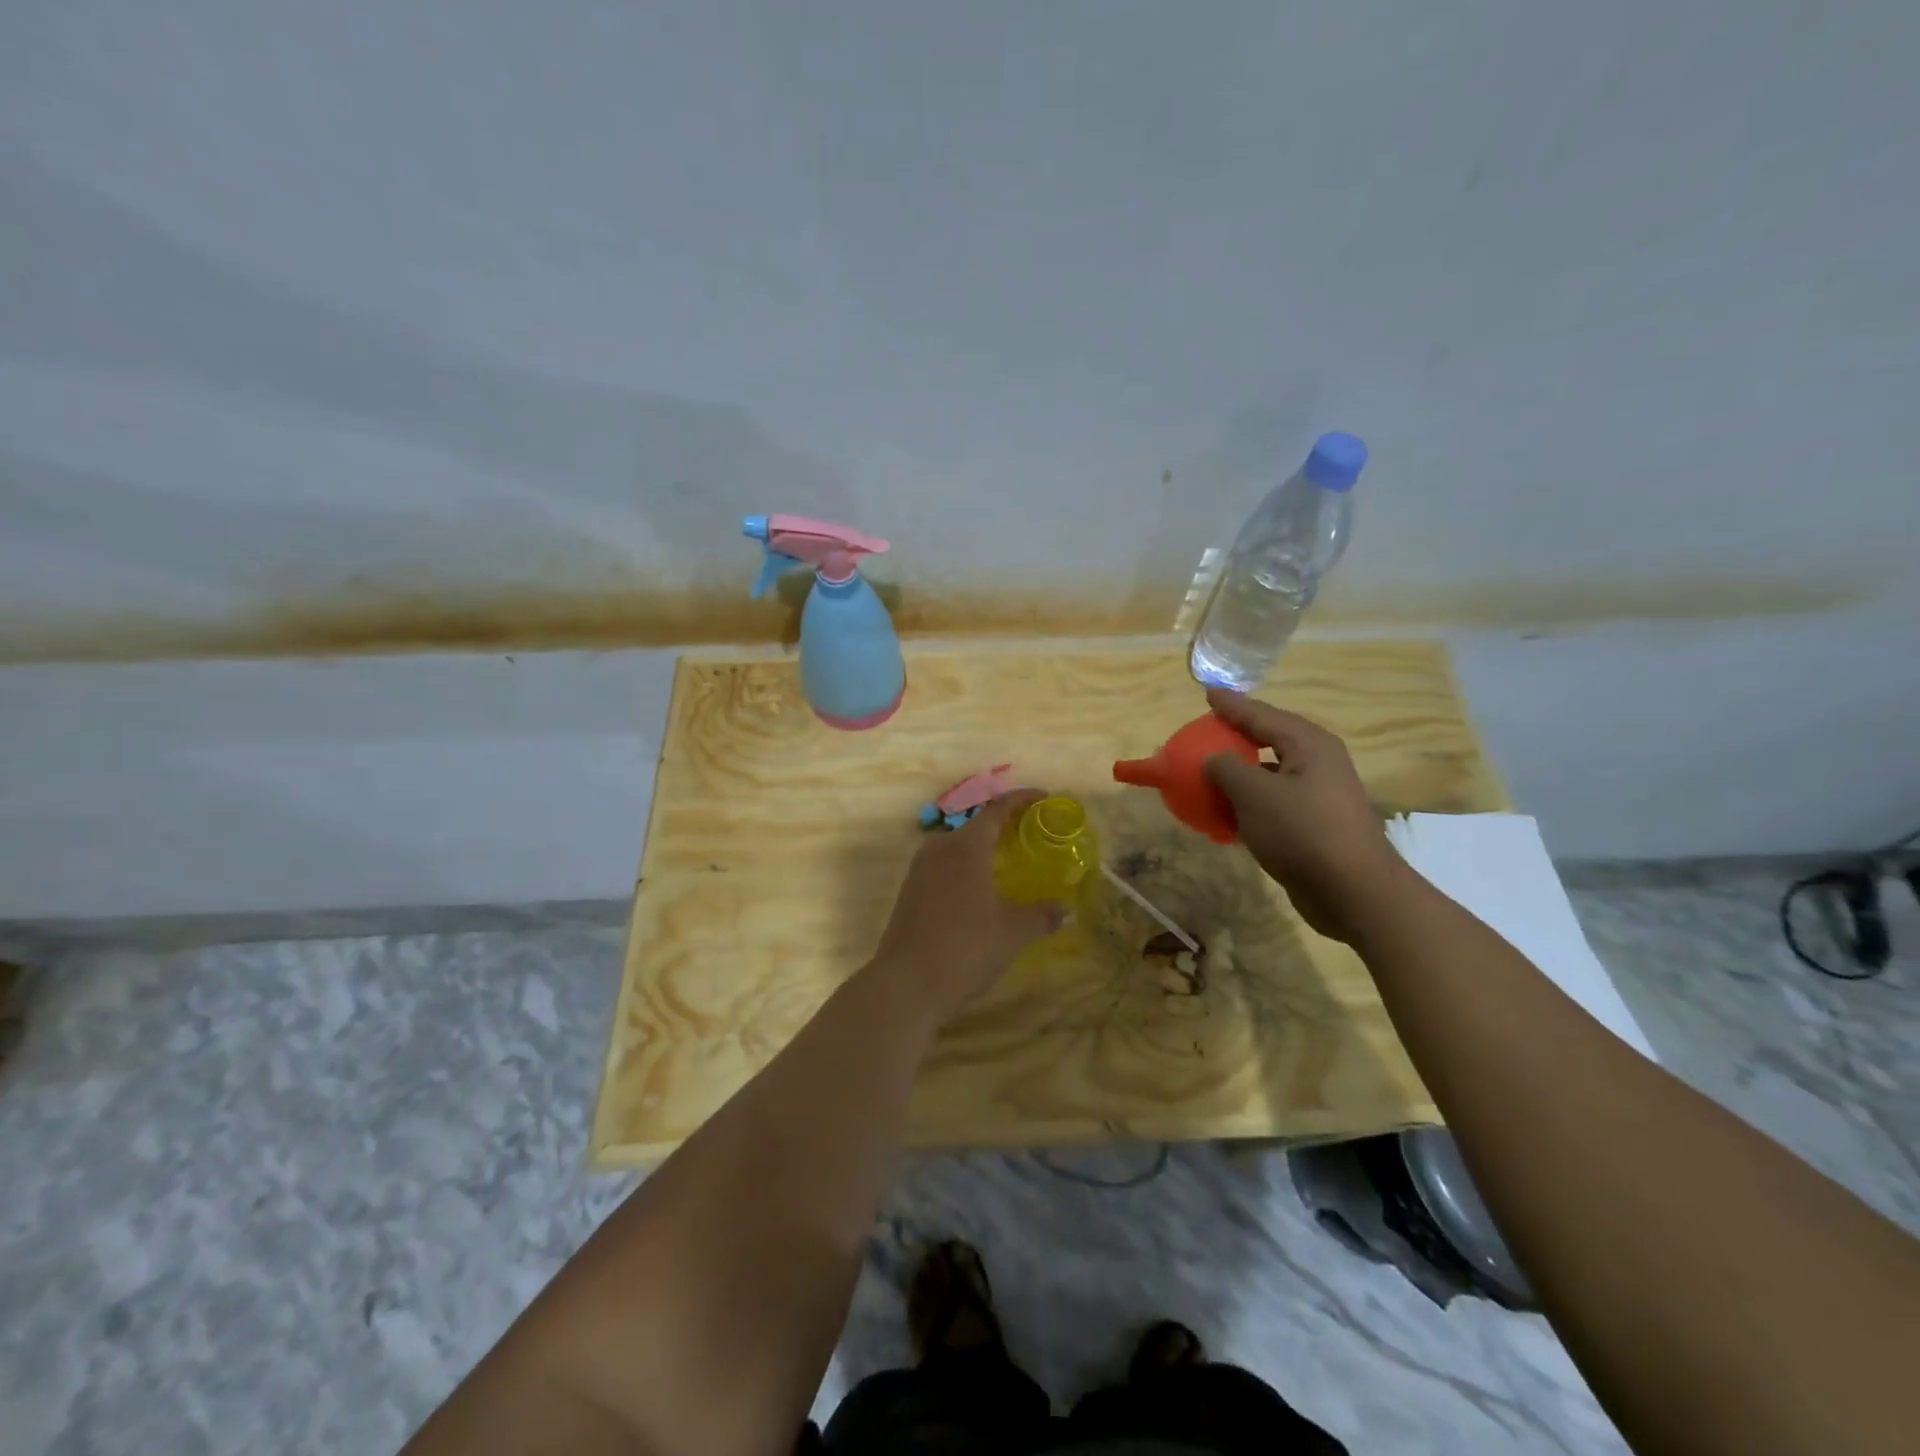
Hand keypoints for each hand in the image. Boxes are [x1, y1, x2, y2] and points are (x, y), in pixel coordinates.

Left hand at [868, 790, 1065, 1023]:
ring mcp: (919, 870)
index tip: (1044, 797)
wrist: (907, 984)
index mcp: (966, 846)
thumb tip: (1065, 910)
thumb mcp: (1013, 931)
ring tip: (1007, 862)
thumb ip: (1041, 915)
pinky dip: (965, 868)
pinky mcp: (909, 892)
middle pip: (975, 826)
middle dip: (1003, 826)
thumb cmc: (966, 947)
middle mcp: (939, 848)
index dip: (1022, 800)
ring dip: (982, 849)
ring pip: (956, 848)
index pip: (997, 809)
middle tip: (1030, 833)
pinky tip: (979, 891)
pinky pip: (943, 867)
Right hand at [1202, 688, 1407, 942]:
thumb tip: (1213, 759)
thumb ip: (1226, 768)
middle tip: (1208, 730)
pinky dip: (1248, 804)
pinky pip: (1272, 803)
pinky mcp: (1314, 825)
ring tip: (1209, 773)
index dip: (1232, 705)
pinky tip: (1225, 815)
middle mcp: (1317, 763)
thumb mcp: (1254, 794)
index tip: (1208, 692)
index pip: (1262, 715)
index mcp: (1308, 745)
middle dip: (1237, 736)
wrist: (1353, 891)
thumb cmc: (1302, 831)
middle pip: (1269, 740)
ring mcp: (1318, 795)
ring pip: (1270, 774)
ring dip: (1239, 774)